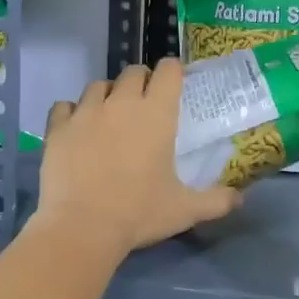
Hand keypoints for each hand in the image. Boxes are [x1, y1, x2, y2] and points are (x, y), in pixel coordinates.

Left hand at [36, 60, 240, 258]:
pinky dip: (71, 112)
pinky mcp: (57, 128)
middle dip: (141, 81)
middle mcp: (121, 103)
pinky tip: (76, 127)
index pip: (168, 71)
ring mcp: (85, 113)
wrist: (82, 227)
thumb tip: (241, 199)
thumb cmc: (139, 213)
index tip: (174, 82)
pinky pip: (64, 106)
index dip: (173, 71)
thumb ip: (217, 201)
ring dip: (107, 94)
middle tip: (144, 103)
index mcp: (156, 114)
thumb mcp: (185, 210)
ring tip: (109, 115)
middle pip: (132, 72)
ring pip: (97, 85)